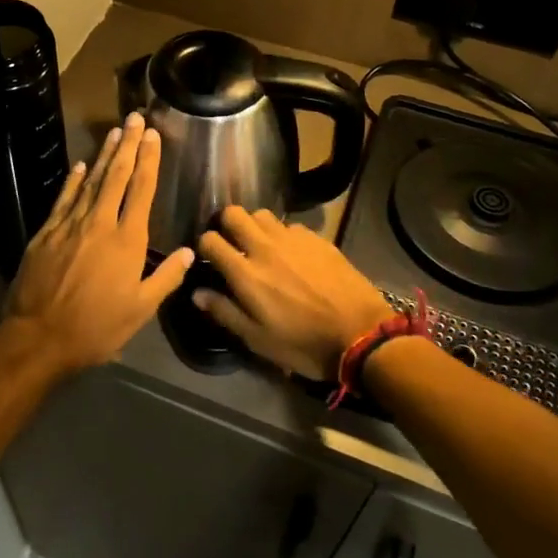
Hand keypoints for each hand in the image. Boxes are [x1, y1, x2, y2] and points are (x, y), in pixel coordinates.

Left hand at [3, 113, 193, 372]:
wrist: (39, 337)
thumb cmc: (96, 328)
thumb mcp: (140, 310)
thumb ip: (165, 278)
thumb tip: (188, 251)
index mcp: (127, 240)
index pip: (141, 190)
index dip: (148, 160)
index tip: (153, 136)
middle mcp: (100, 223)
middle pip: (116, 176)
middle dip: (128, 145)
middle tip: (135, 119)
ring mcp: (70, 225)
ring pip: (91, 181)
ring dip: (104, 155)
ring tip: (114, 132)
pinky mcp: (46, 232)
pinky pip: (63, 198)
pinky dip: (73, 180)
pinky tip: (80, 166)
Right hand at [193, 206, 392, 380]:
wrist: (361, 334)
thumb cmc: (303, 344)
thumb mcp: (258, 339)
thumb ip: (225, 312)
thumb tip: (197, 292)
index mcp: (245, 273)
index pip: (210, 240)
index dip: (204, 245)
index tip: (209, 257)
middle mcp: (264, 247)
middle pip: (233, 214)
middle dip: (226, 224)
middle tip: (231, 243)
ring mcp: (292, 239)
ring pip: (262, 214)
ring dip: (254, 226)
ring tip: (260, 245)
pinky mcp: (317, 239)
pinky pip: (290, 225)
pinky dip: (283, 235)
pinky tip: (291, 253)